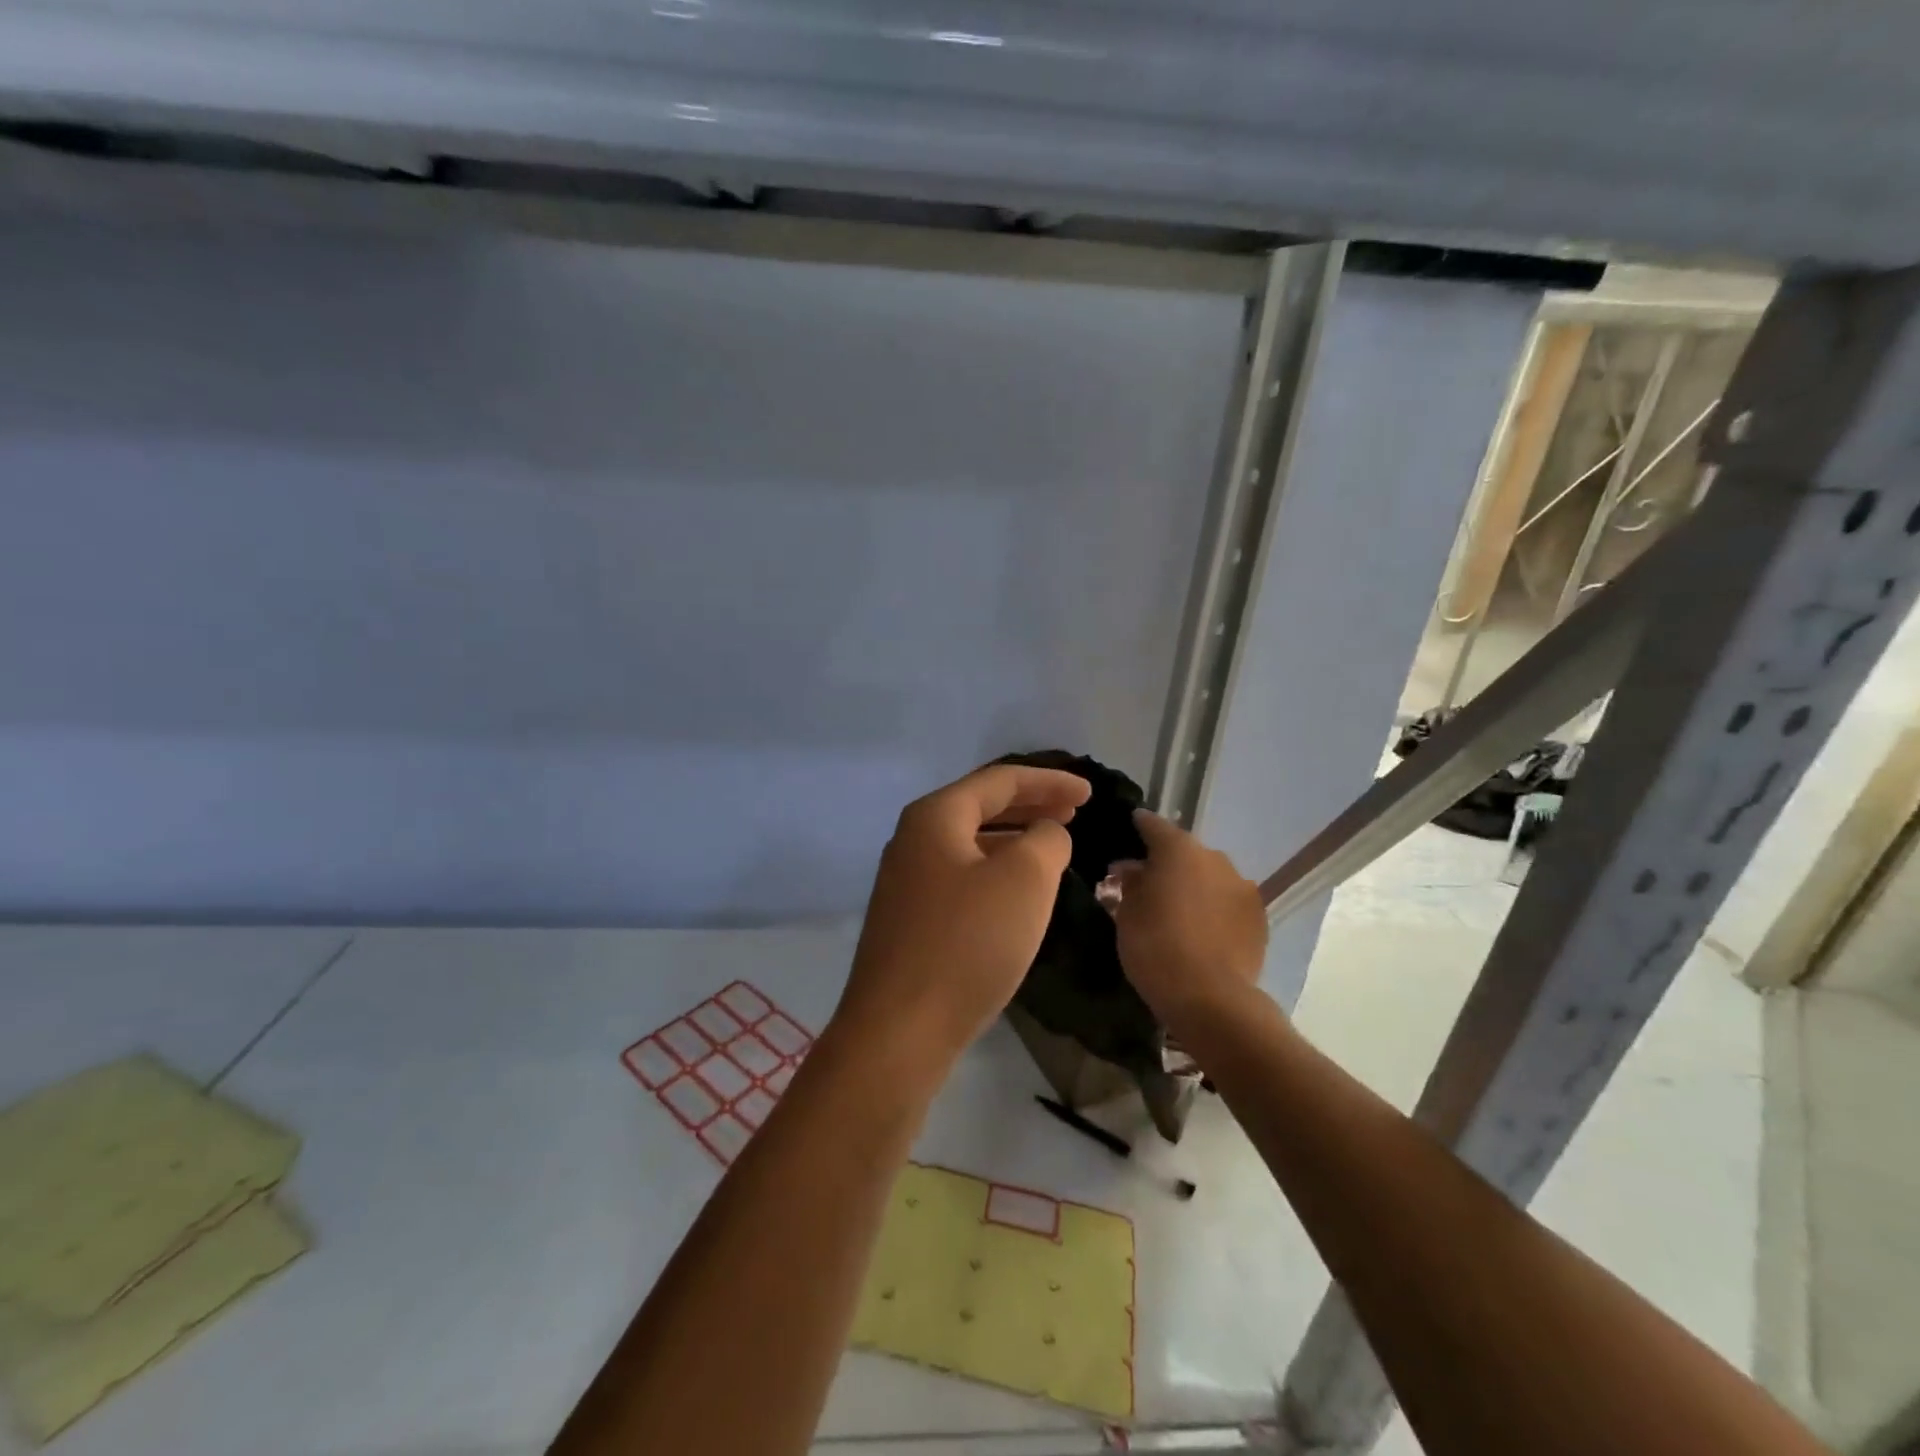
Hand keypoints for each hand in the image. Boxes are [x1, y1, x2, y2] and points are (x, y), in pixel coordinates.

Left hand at [833, 764, 1091, 1076]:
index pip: (999, 780)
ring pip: (971, 843)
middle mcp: (913, 839)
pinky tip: (1018, 891)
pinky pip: (962, 876)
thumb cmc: (967, 943)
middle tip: (1075, 812)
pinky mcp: (910, 919)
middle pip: (981, 806)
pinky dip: (996, 870)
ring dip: (1014, 838)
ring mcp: (907, 881)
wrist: (900, 1030)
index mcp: (935, 817)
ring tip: (1052, 845)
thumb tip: (1045, 835)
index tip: (1090, 794)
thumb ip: (1046, 841)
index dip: (1049, 781)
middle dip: (1031, 805)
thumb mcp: (1024, 881)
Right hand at [1110, 809, 1267, 1024]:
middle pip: (1185, 852)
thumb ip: (1131, 884)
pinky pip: (1229, 901)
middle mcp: (1214, 858)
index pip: (1154, 825)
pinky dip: (1215, 907)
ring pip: (1211, 876)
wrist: (1210, 997)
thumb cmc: (1155, 947)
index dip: (1140, 825)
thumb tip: (1134, 870)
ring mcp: (1242, 886)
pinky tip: (1203, 928)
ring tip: (1179, 908)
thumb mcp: (1127, 914)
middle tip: (1149, 882)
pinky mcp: (1259, 916)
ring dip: (1195, 885)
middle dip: (1168, 863)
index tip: (1131, 826)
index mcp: (1178, 850)